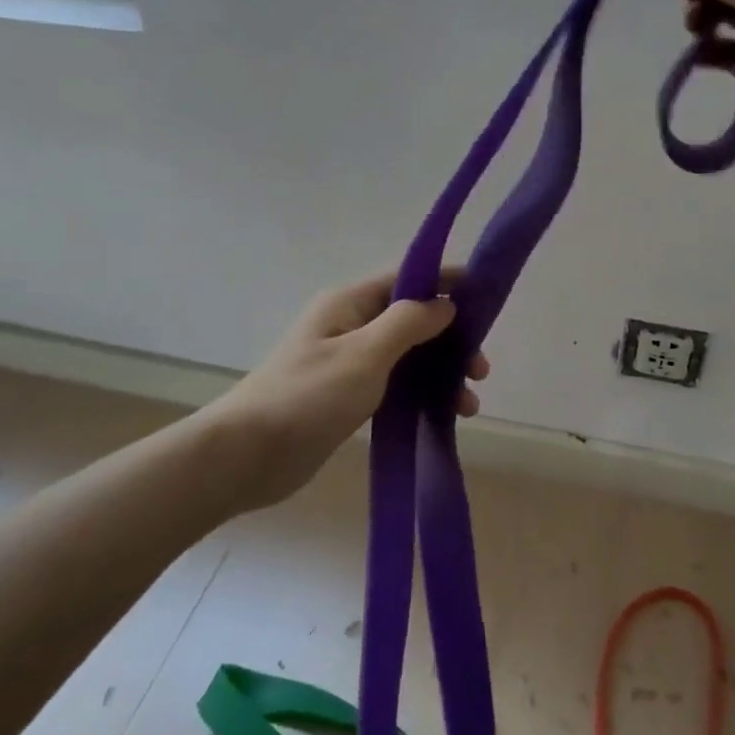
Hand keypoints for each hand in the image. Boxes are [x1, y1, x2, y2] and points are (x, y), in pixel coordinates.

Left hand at [214, 273, 487, 510]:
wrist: (248, 456)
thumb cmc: (309, 396)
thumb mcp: (365, 354)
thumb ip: (408, 323)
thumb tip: (444, 303)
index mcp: (349, 304)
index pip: (407, 279)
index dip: (446, 283)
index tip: (486, 295)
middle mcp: (350, 326)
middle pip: (413, 321)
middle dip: (451, 341)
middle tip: (481, 370)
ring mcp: (348, 362)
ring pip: (408, 357)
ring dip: (441, 374)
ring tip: (469, 405)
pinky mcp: (347, 396)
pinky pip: (396, 385)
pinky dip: (422, 395)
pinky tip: (444, 415)